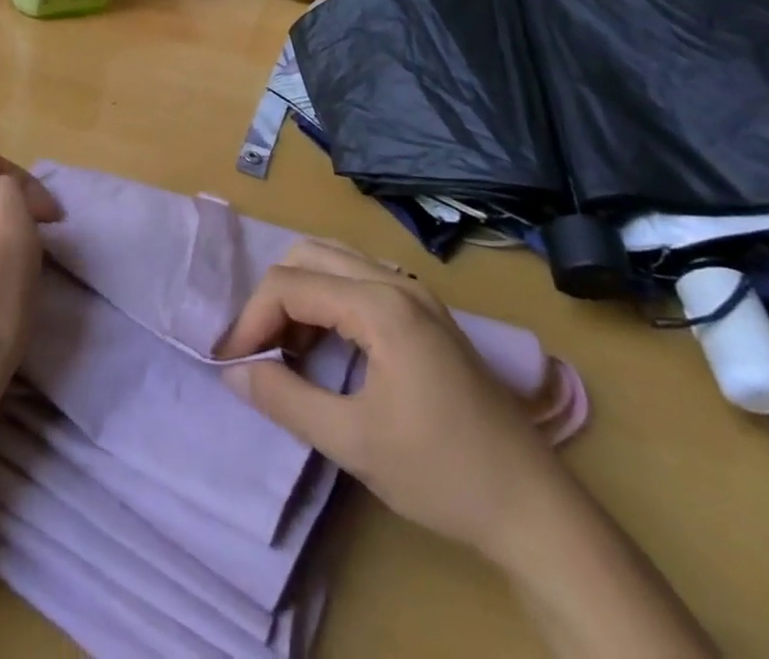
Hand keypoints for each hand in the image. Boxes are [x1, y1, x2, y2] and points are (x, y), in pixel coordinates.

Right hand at [217, 239, 571, 565]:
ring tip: (287, 349)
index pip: (290, 284)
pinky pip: (358, 282)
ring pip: (333, 262)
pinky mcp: (426, 313)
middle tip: (259, 349)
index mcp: (379, 304)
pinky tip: (325, 348)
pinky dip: (327, 301)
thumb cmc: (442, 473)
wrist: (537, 511)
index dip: (251, 319)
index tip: (231, 361)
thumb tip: (234, 371)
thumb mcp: (353, 442)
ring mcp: (415, 294)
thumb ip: (285, 399)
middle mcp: (396, 282)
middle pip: (308, 256)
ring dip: (300, 295)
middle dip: (273, 298)